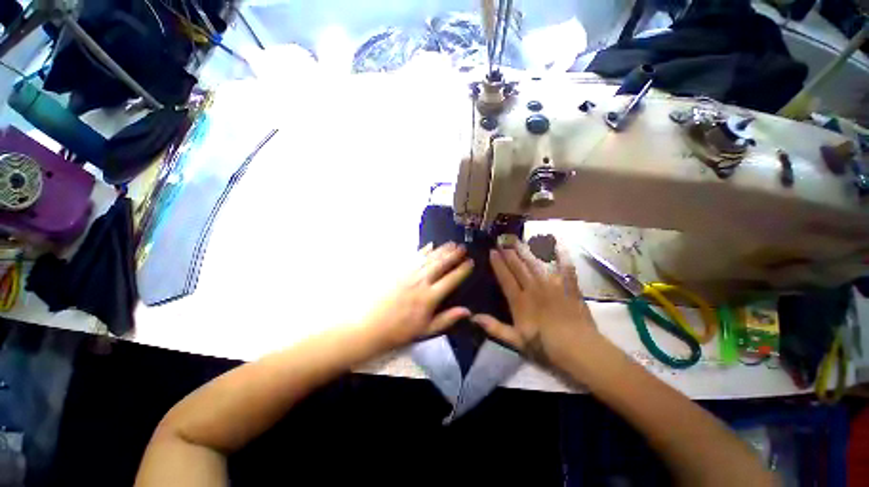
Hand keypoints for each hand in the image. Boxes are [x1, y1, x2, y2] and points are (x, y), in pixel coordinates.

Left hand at [365, 242, 473, 348]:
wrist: (371, 326)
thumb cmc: (401, 331)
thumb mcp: (426, 330)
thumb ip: (447, 319)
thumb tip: (467, 311)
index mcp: (429, 297)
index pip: (450, 280)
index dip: (462, 270)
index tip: (470, 262)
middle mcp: (421, 282)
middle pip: (440, 264)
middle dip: (453, 255)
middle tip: (463, 247)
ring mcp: (408, 274)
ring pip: (429, 258)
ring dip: (441, 250)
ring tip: (451, 243)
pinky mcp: (398, 271)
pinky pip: (413, 257)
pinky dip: (423, 250)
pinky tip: (430, 245)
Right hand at [472, 244, 598, 369]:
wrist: (579, 349)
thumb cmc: (544, 346)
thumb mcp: (515, 340)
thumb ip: (494, 327)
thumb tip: (472, 317)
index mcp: (520, 300)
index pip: (505, 277)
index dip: (498, 263)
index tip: (492, 251)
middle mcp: (534, 288)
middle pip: (519, 266)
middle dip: (509, 252)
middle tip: (502, 239)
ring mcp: (552, 285)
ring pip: (536, 263)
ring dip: (526, 250)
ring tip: (518, 239)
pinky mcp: (569, 286)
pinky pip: (564, 267)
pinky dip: (560, 255)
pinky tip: (557, 244)